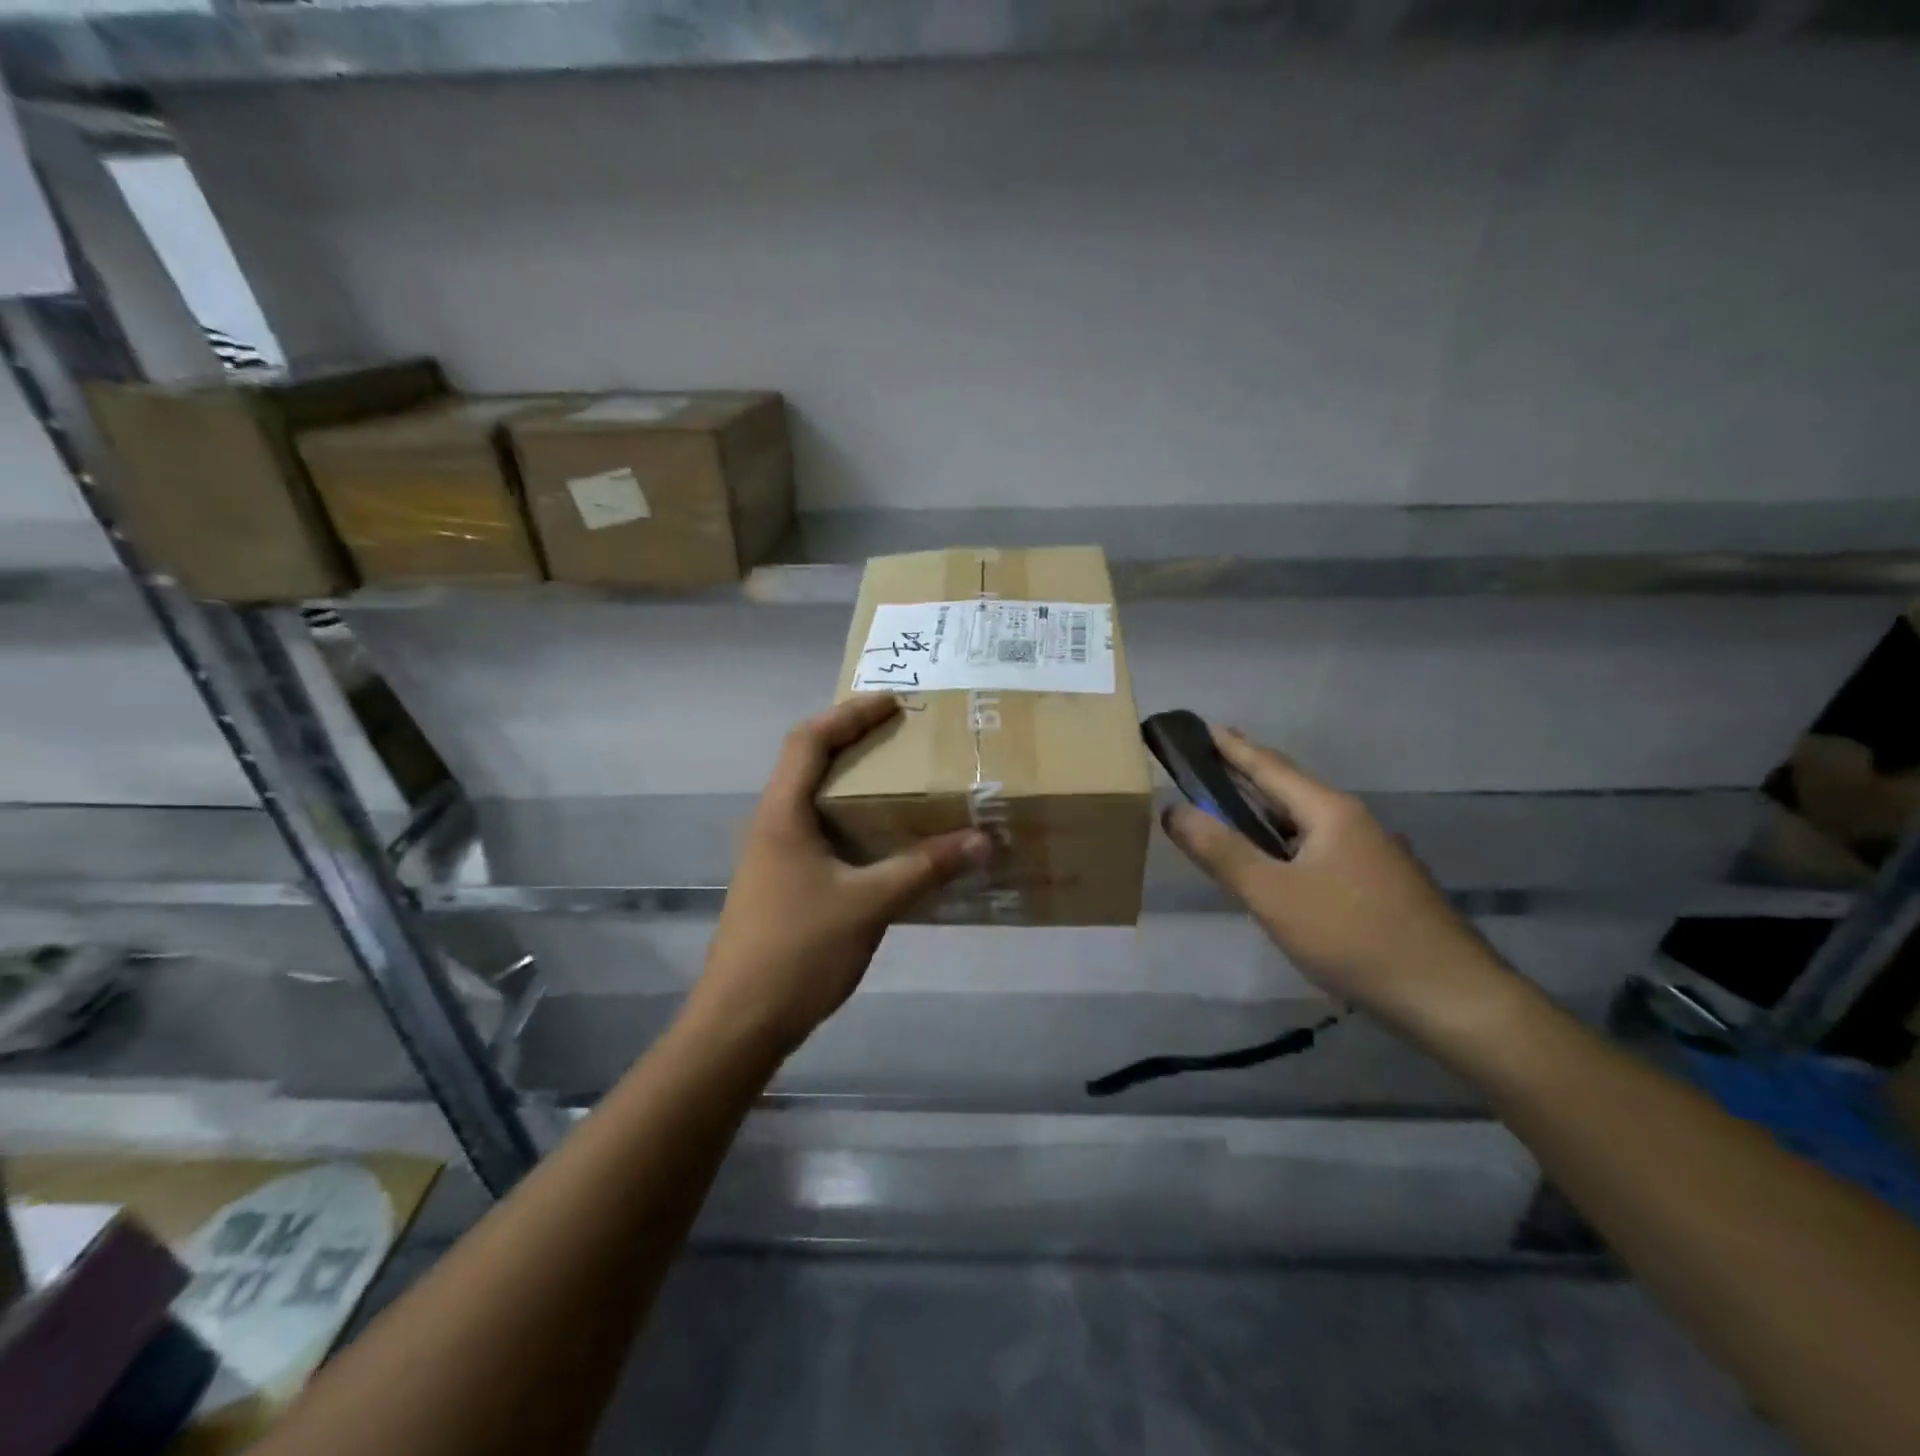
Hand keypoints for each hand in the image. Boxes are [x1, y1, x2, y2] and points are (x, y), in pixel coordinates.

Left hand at [690, 695, 990, 1055]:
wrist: (739, 1023)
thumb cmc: (798, 952)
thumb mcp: (869, 904)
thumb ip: (925, 868)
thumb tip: (983, 839)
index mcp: (782, 814)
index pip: (809, 740)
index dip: (850, 714)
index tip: (894, 702)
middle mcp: (771, 825)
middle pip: (808, 763)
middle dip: (854, 740)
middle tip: (904, 736)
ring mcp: (772, 857)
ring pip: (813, 801)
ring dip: (852, 783)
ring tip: (901, 781)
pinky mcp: (781, 885)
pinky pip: (819, 834)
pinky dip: (851, 822)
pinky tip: (884, 843)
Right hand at [1161, 726, 1520, 1041]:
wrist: (1450, 997)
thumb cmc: (1353, 936)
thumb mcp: (1273, 895)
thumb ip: (1221, 851)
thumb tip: (1172, 809)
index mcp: (1329, 811)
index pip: (1269, 766)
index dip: (1232, 748)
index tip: (1203, 726)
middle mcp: (1352, 821)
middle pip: (1289, 788)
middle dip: (1247, 774)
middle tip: (1208, 761)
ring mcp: (1370, 853)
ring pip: (1304, 821)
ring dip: (1265, 810)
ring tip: (1230, 808)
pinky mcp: (1376, 884)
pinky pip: (1317, 847)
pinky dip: (1284, 841)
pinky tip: (1273, 862)